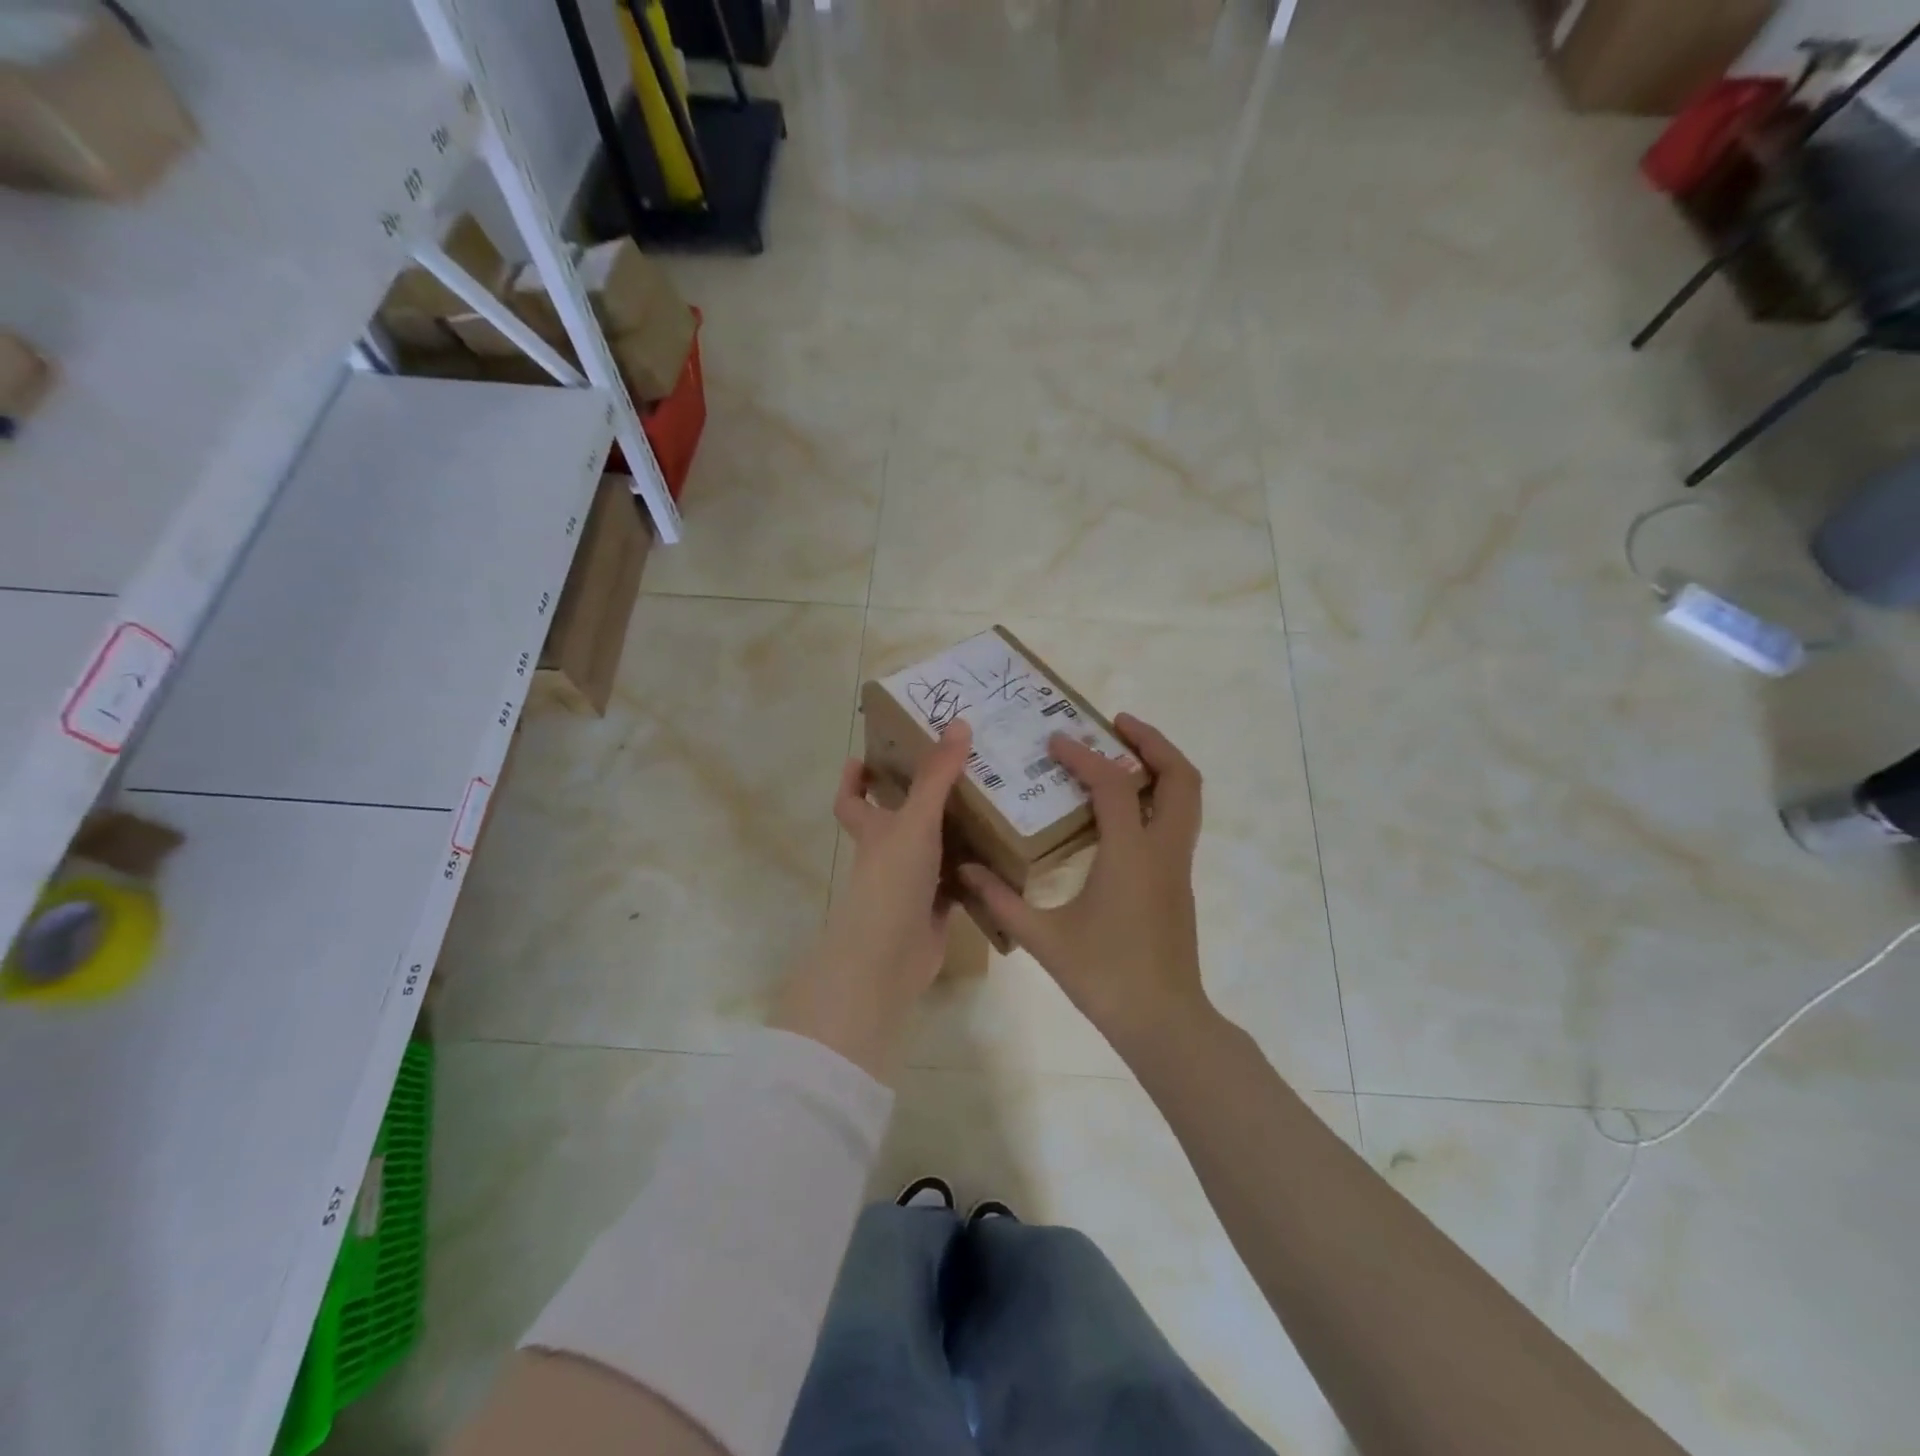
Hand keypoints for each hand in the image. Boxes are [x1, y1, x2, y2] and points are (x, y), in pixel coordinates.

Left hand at [772, 721, 972, 1082]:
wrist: (890, 956)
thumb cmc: (893, 879)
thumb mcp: (915, 820)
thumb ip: (937, 775)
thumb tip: (959, 723)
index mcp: (874, 830)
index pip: (851, 800)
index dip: (853, 780)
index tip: (864, 757)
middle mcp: (889, 854)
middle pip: (899, 821)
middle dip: (922, 799)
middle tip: (959, 771)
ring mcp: (912, 883)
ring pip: (935, 850)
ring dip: (957, 832)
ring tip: (994, 802)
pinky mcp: (936, 909)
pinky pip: (959, 881)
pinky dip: (976, 870)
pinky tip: (1004, 853)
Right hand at [960, 714, 1208, 1059]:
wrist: (1164, 1021)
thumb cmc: (1105, 976)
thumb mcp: (1045, 939)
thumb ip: (1002, 901)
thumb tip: (965, 871)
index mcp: (1131, 855)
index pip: (1113, 785)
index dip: (1084, 756)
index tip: (1056, 740)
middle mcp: (1164, 851)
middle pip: (1180, 777)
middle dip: (1153, 742)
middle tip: (1116, 724)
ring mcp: (1178, 867)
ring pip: (1187, 799)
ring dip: (1161, 766)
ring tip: (1123, 753)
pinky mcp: (1179, 882)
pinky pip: (1177, 822)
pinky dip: (1158, 797)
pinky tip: (1122, 809)